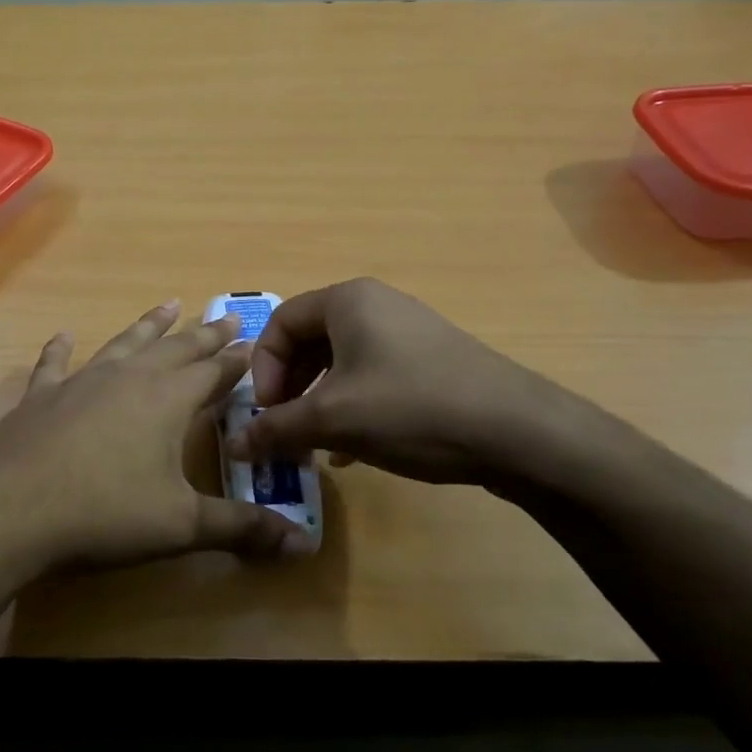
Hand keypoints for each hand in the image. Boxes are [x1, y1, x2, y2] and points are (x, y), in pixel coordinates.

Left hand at [0, 301, 314, 575]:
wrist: (7, 510)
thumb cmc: (103, 514)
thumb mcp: (180, 526)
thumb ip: (240, 529)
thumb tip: (302, 544)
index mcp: (167, 400)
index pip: (213, 372)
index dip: (236, 360)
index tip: (254, 344)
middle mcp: (128, 379)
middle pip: (176, 349)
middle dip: (204, 334)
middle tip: (226, 317)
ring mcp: (81, 382)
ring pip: (125, 344)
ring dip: (149, 326)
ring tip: (168, 305)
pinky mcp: (41, 397)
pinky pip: (55, 364)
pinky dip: (61, 349)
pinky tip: (64, 336)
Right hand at [227, 278, 610, 496]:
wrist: (518, 431)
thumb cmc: (411, 408)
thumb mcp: (333, 420)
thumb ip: (277, 428)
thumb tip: (234, 445)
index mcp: (347, 301)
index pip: (279, 322)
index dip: (263, 368)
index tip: (268, 413)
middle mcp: (376, 305)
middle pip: (309, 341)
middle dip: (289, 388)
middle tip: (286, 429)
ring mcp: (408, 332)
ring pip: (341, 363)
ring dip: (318, 403)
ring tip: (316, 444)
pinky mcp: (430, 361)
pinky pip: (373, 376)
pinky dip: (352, 407)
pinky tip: (353, 450)